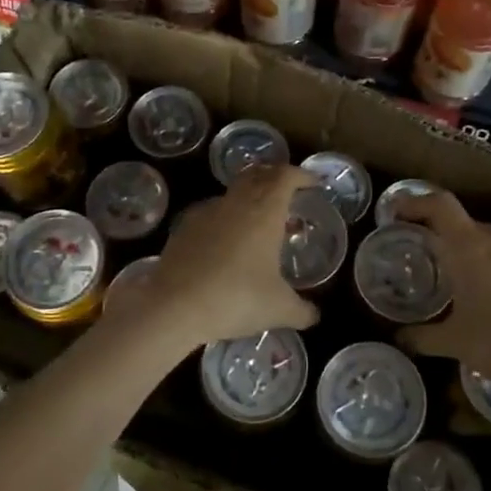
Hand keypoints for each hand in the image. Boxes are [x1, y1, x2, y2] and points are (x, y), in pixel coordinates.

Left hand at [127, 166, 319, 349]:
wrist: (175, 306)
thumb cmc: (237, 299)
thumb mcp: (279, 309)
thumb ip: (302, 311)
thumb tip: (315, 316)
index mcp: (265, 210)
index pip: (286, 176)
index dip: (301, 175)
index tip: (313, 184)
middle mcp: (236, 202)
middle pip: (258, 174)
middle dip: (275, 178)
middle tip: (287, 194)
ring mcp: (206, 212)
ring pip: (233, 193)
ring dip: (249, 199)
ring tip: (259, 223)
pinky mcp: (184, 227)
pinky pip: (212, 213)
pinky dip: (225, 219)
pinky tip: (226, 243)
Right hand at [392, 191, 490, 398]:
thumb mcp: (456, 344)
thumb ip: (422, 337)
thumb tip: (399, 337)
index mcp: (470, 249)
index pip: (440, 206)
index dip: (416, 202)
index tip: (398, 213)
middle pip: (465, 224)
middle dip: (445, 237)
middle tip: (431, 259)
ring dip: (476, 255)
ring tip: (467, 284)